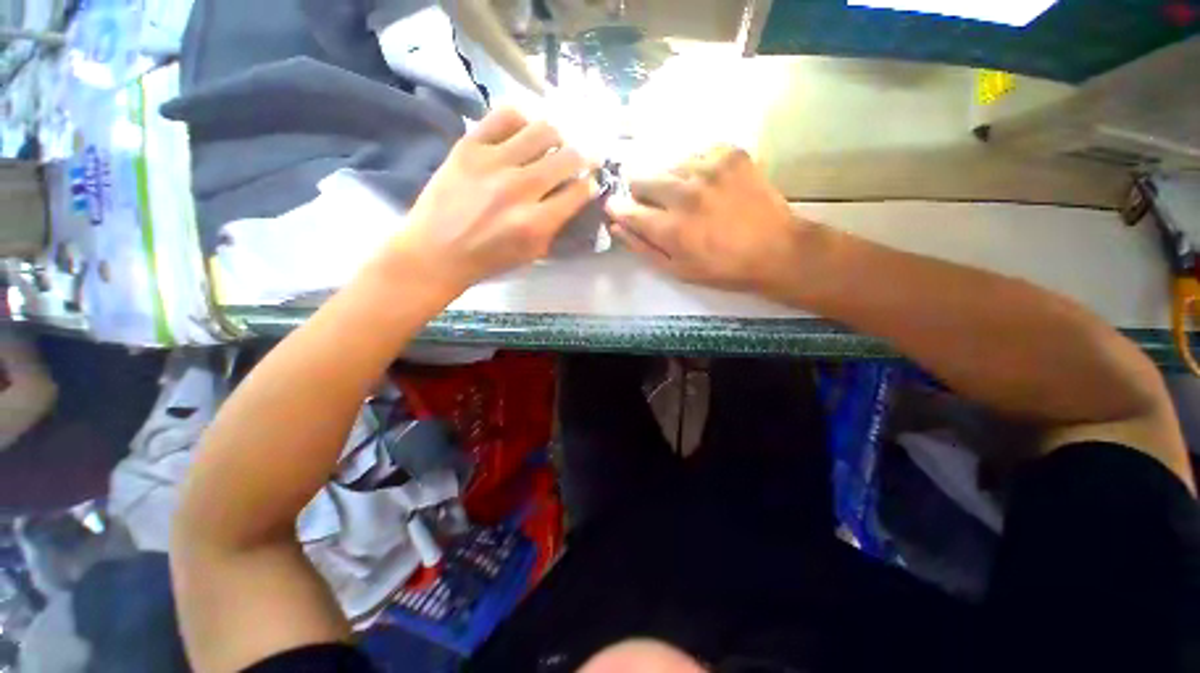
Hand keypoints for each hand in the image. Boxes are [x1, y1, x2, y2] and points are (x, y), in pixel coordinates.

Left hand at [383, 108, 595, 291]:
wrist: (434, 252)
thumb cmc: (488, 261)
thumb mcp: (531, 254)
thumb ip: (555, 226)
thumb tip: (573, 198)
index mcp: (536, 223)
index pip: (578, 192)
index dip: (591, 184)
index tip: (591, 181)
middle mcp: (520, 189)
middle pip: (567, 158)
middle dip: (583, 157)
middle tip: (581, 159)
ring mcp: (493, 163)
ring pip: (542, 131)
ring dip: (557, 138)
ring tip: (553, 144)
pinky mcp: (469, 146)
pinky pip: (505, 115)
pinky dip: (522, 120)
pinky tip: (523, 132)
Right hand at [607, 146, 816, 293]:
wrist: (776, 249)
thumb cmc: (722, 268)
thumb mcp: (677, 270)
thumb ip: (642, 247)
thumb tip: (616, 225)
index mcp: (671, 228)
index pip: (625, 207)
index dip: (618, 208)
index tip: (619, 209)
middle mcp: (685, 192)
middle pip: (639, 176)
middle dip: (641, 193)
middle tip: (658, 206)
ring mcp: (708, 167)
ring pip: (666, 164)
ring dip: (669, 181)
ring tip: (688, 197)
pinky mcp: (729, 152)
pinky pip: (695, 153)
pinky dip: (694, 168)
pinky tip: (708, 184)